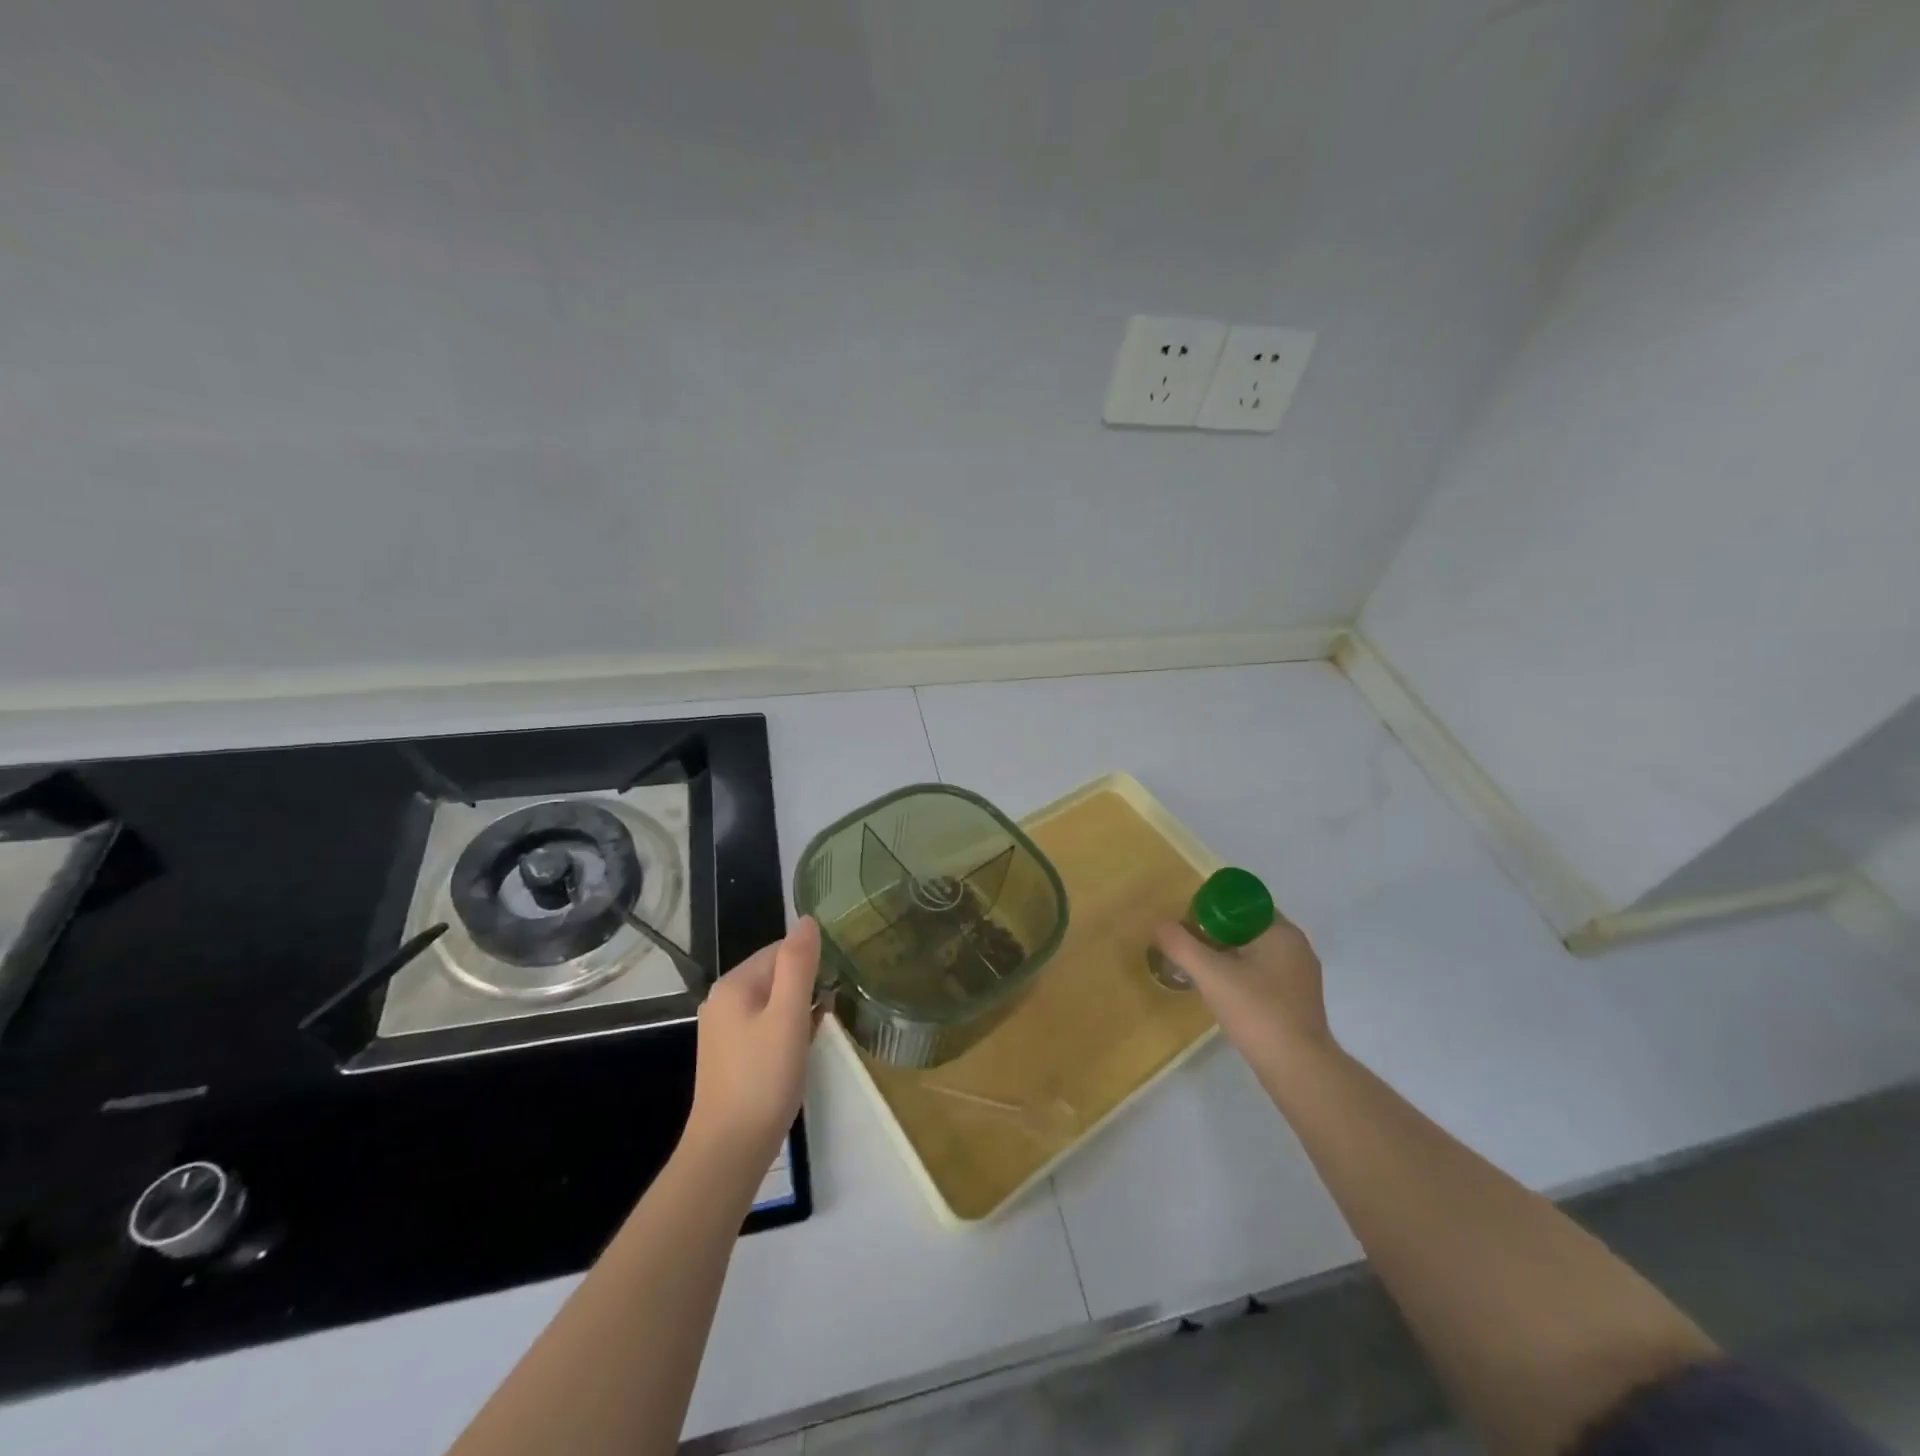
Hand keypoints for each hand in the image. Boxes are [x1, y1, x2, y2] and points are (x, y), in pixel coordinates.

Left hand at [686, 917, 820, 1166]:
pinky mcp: (730, 1056)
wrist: (729, 1151)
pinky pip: (765, 1026)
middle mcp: (722, 1001)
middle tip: (835, 1006)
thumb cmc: (763, 1078)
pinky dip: (787, 1029)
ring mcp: (723, 1030)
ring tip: (825, 1025)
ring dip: (799, 1008)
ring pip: (772, 1002)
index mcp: (734, 984)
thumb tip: (807, 920)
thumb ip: (798, 964)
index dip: (812, 961)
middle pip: (775, 974)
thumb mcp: (788, 1015)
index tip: (838, 981)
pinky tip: (804, 1048)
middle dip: (806, 984)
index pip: (780, 950)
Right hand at [1153, 916, 1333, 1073]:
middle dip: (1216, 933)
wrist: (1298, 1069)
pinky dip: (1241, 974)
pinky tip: (1223, 992)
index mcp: (1281, 931)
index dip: (1211, 908)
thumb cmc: (1257, 1012)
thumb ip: (1182, 946)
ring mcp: (1300, 974)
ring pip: (1255, 951)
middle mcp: (1296, 946)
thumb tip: (1160, 924)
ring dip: (1228, 954)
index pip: (1241, 903)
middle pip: (1247, 926)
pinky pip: (1264, 972)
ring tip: (1200, 969)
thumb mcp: (1211, 975)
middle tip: (1188, 946)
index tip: (1189, 925)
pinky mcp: (1298, 998)